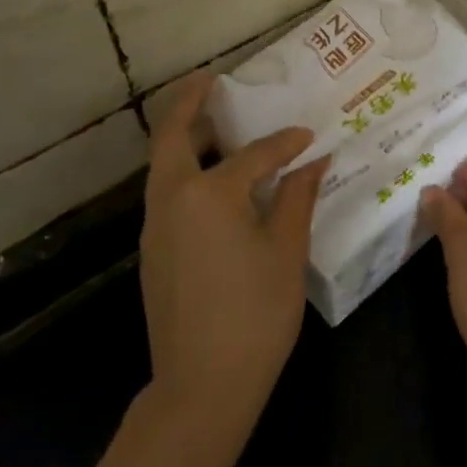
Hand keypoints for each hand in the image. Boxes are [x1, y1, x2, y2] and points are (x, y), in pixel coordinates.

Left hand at [141, 73, 327, 448]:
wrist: (201, 386)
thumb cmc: (254, 315)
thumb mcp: (286, 252)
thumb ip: (296, 198)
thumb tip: (313, 162)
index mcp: (209, 195)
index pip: (254, 155)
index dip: (285, 143)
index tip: (309, 136)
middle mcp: (172, 200)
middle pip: (171, 137)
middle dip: (188, 104)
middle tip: (210, 80)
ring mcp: (156, 227)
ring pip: (163, 165)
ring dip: (183, 137)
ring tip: (214, 124)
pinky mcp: (153, 251)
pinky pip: (167, 192)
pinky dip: (184, 170)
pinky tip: (215, 182)